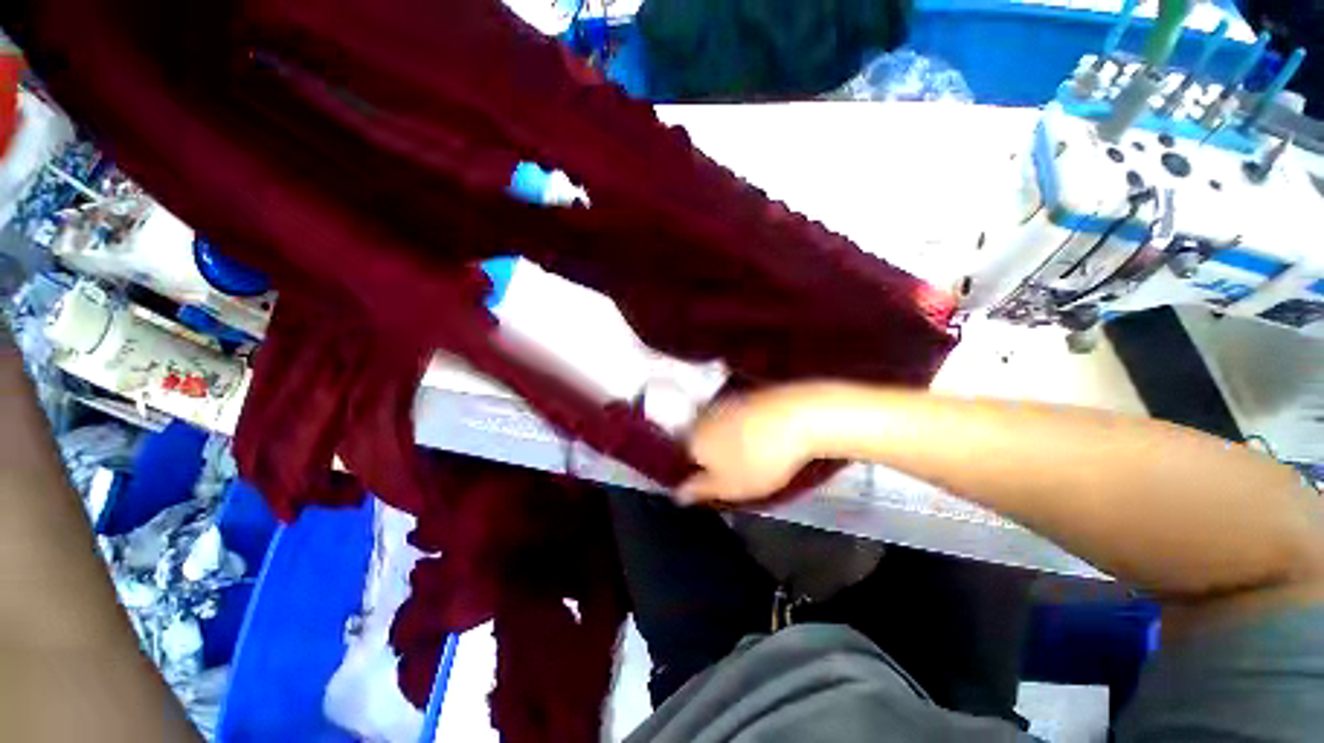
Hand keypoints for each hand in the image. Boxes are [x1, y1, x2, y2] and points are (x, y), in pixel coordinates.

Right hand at [677, 387, 821, 504]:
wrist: (798, 417)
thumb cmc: (759, 459)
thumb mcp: (730, 487)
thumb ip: (700, 489)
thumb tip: (677, 493)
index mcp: (693, 439)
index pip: (681, 455)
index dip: (693, 469)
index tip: (709, 480)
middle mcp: (702, 416)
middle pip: (696, 436)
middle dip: (707, 451)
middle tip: (727, 468)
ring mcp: (725, 401)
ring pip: (715, 423)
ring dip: (723, 437)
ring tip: (744, 453)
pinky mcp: (746, 394)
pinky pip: (734, 414)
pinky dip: (740, 425)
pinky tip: (757, 434)